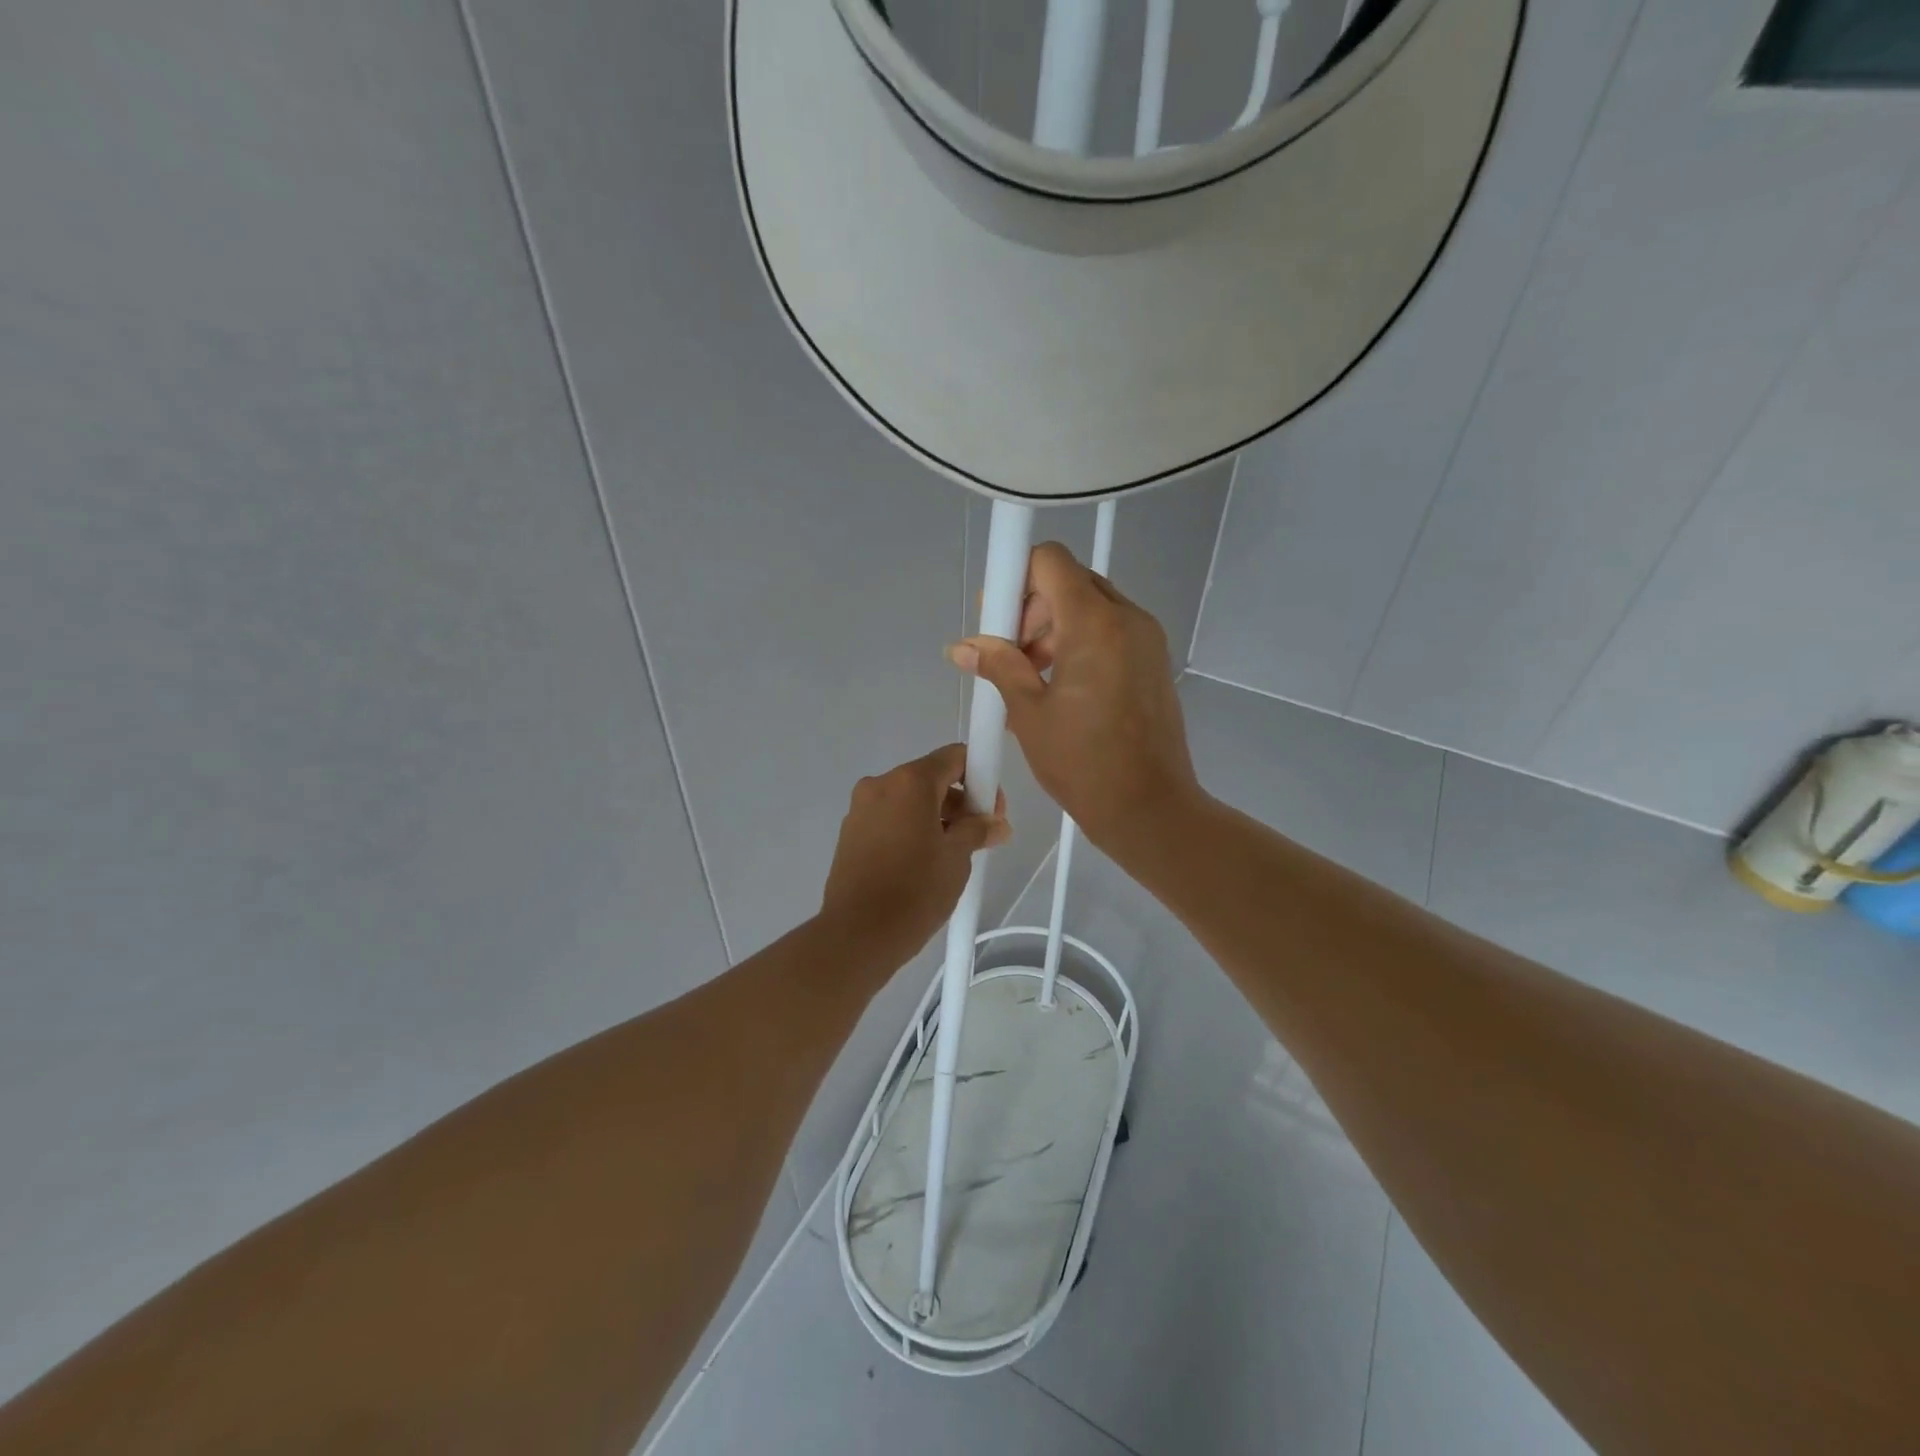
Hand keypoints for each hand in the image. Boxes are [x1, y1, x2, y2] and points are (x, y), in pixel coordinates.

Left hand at [819, 744, 1010, 968]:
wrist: (858, 935)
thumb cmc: (915, 891)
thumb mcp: (957, 858)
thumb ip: (978, 830)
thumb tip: (996, 824)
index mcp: (909, 782)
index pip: (954, 757)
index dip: (980, 777)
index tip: (991, 810)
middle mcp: (880, 785)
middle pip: (930, 778)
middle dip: (959, 801)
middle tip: (978, 836)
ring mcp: (860, 809)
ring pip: (908, 800)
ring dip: (935, 817)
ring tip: (951, 855)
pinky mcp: (849, 833)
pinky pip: (889, 818)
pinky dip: (910, 829)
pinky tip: (922, 863)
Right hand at [946, 542, 1203, 862]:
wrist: (1150, 809)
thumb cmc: (1083, 763)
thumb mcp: (1029, 713)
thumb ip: (998, 666)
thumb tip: (962, 647)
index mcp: (1095, 624)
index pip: (1050, 561)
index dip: (1016, 578)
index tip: (999, 620)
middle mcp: (1128, 619)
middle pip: (1070, 582)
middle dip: (1032, 609)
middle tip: (1012, 656)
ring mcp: (1147, 639)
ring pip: (1090, 607)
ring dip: (1054, 629)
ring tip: (1032, 680)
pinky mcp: (1153, 662)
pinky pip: (1110, 632)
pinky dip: (1079, 645)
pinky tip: (1059, 690)